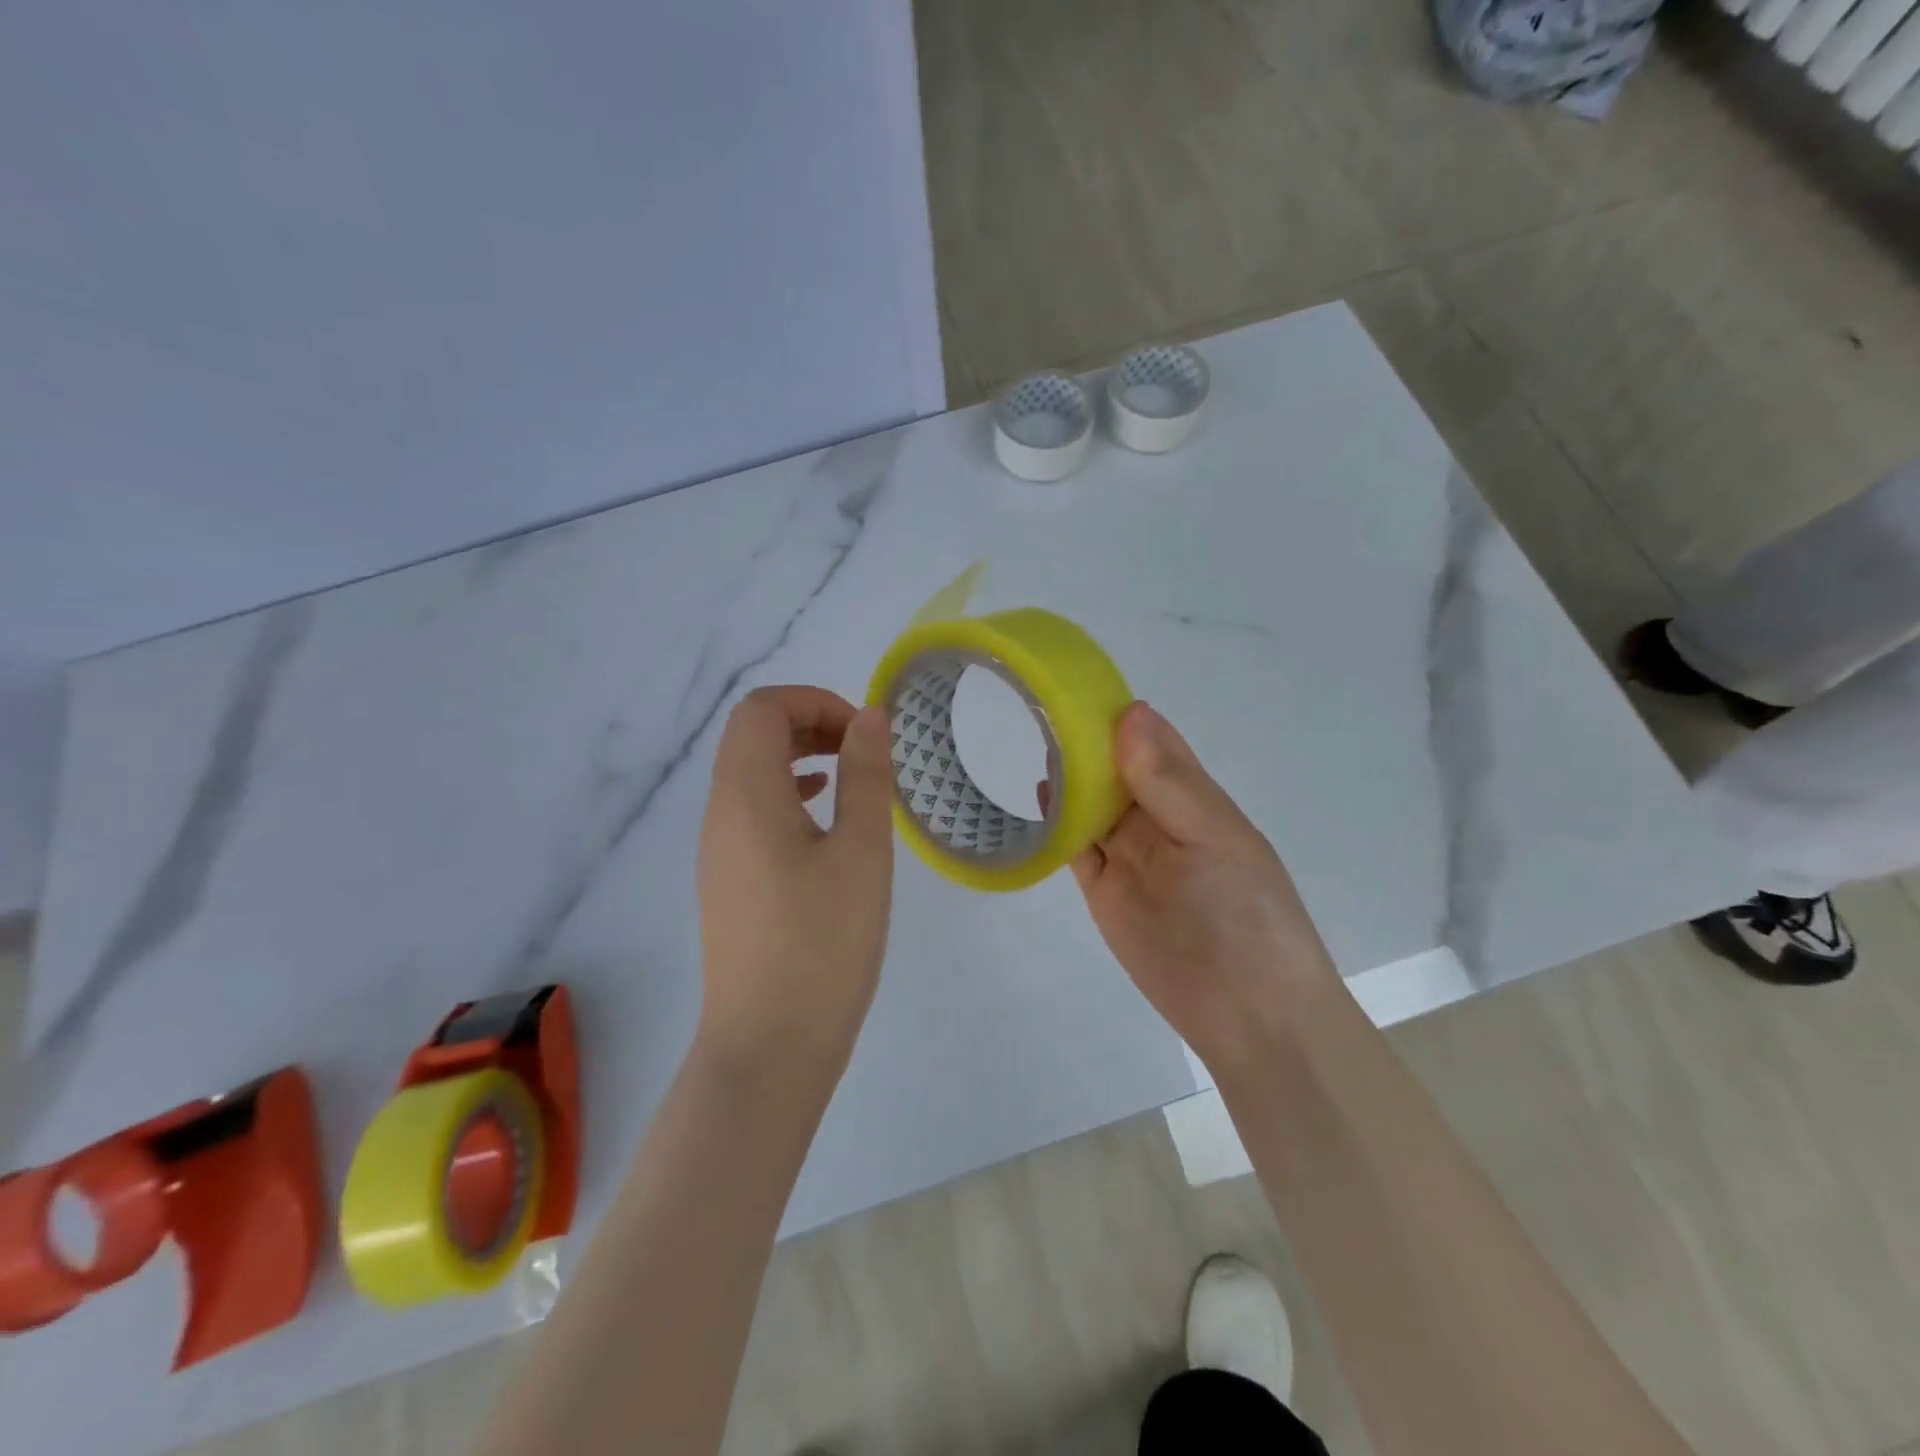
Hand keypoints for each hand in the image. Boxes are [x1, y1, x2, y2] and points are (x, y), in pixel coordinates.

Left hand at [696, 686, 895, 1081]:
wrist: (769, 1046)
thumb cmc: (822, 943)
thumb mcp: (860, 852)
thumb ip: (866, 775)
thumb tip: (868, 717)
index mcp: (746, 796)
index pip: (762, 709)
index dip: (814, 702)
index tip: (862, 735)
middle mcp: (720, 814)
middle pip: (751, 736)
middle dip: (809, 724)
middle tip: (862, 751)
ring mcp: (718, 851)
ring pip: (751, 774)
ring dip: (800, 759)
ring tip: (852, 780)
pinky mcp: (728, 882)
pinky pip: (752, 812)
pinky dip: (790, 796)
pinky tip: (826, 823)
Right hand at [1069, 702, 1339, 1079]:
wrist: (1247, 1013)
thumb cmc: (1245, 915)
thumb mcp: (1214, 838)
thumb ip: (1167, 781)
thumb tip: (1131, 712)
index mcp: (1195, 799)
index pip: (1155, 743)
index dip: (1121, 716)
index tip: (1078, 683)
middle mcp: (1159, 820)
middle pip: (1115, 770)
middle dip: (1085, 740)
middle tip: (1040, 703)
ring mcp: (1130, 855)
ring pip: (1092, 803)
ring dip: (1069, 775)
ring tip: (1033, 735)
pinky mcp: (1103, 889)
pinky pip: (1076, 845)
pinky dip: (1057, 821)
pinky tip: (1040, 792)